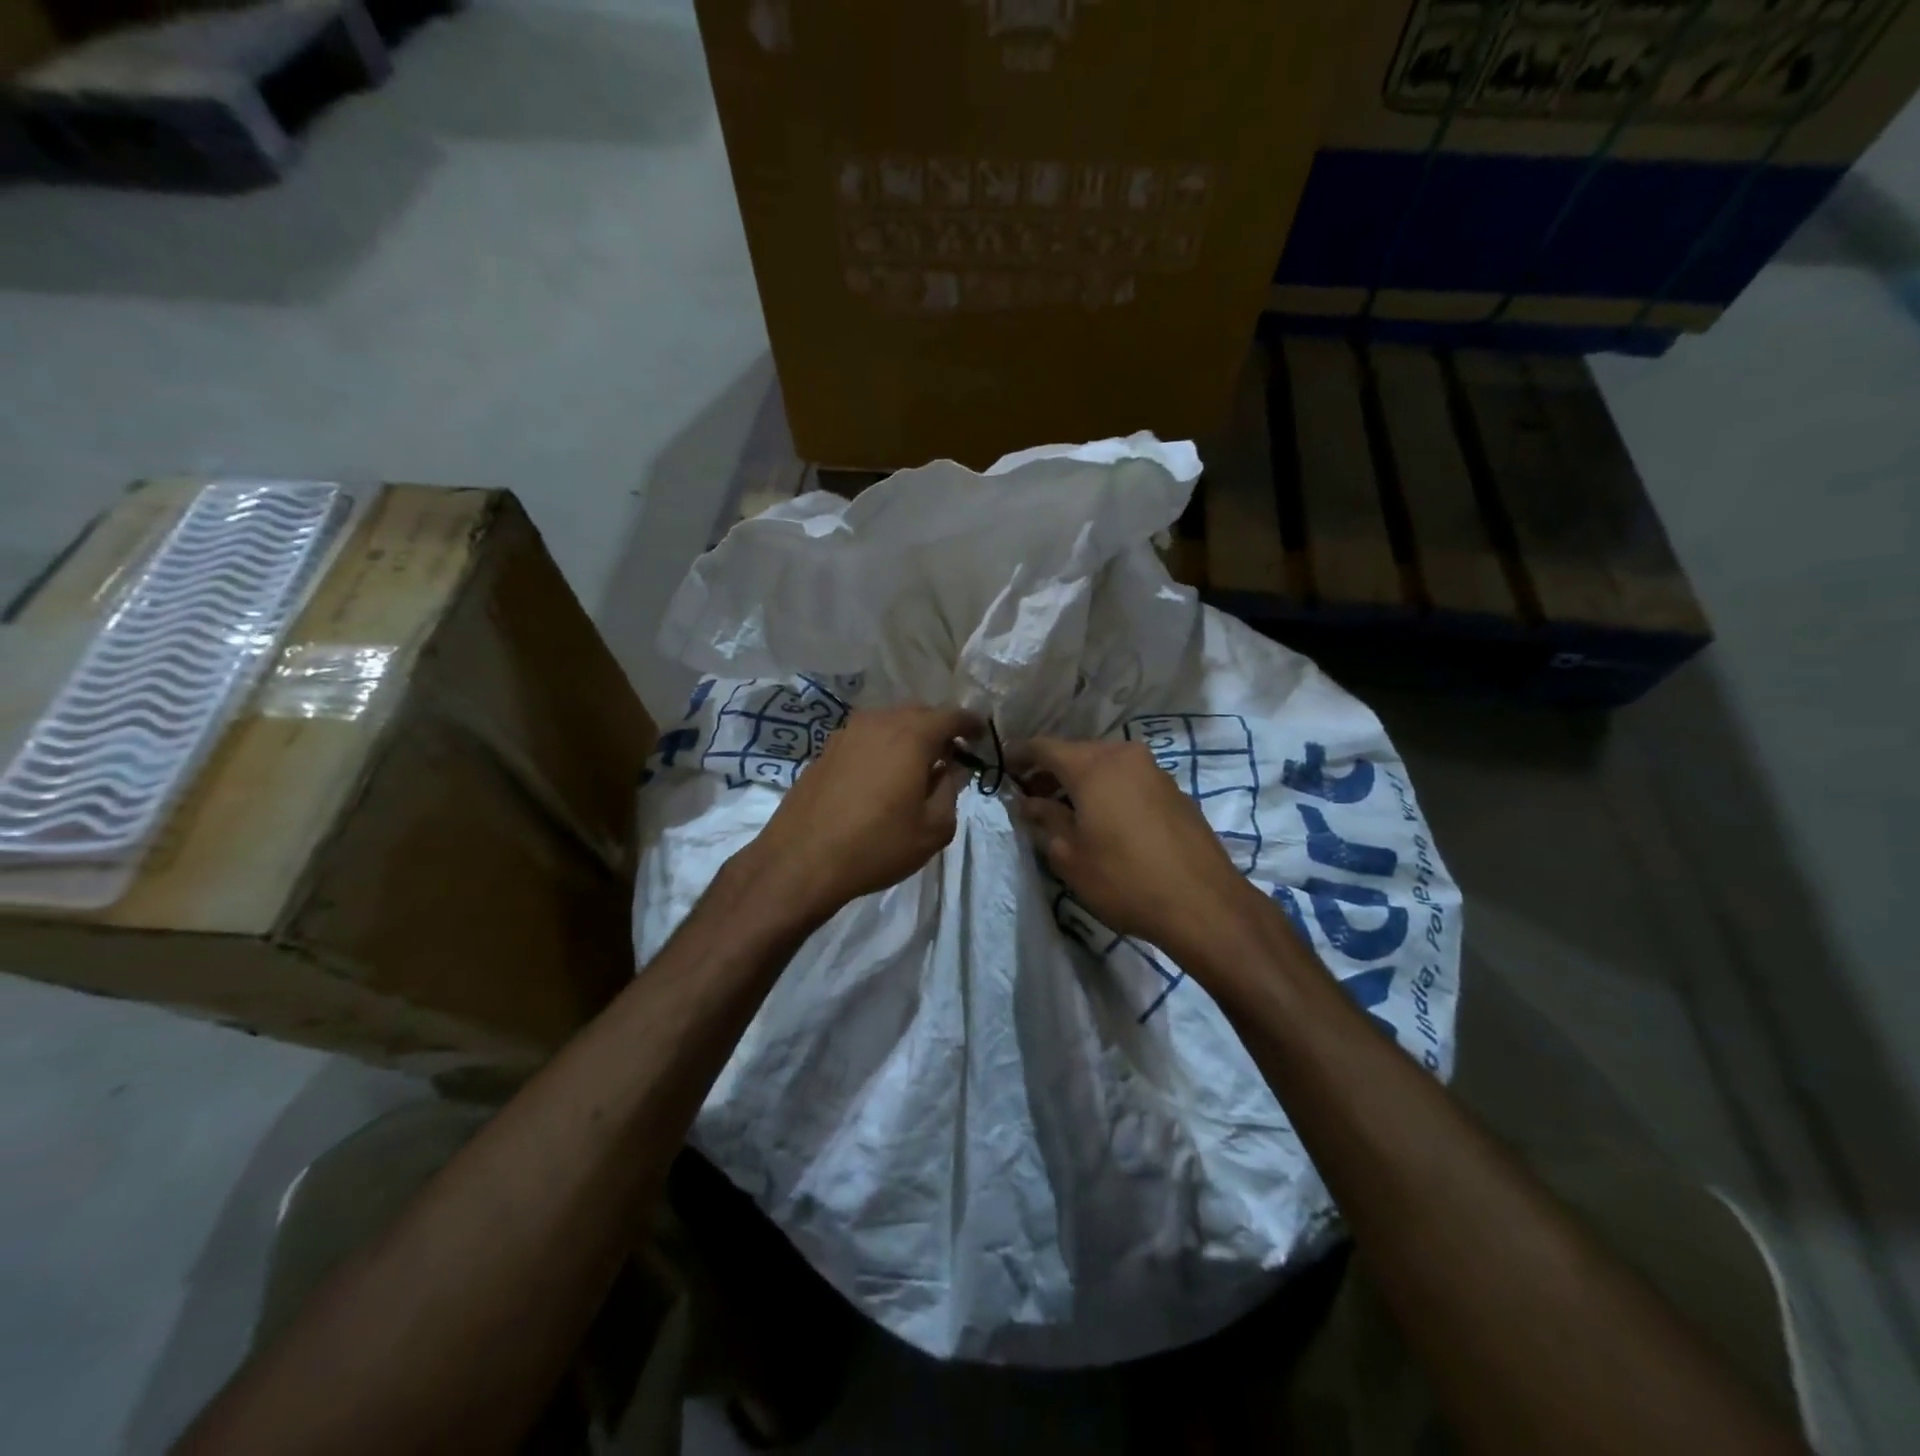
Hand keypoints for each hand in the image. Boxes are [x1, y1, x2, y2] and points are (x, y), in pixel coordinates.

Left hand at [740, 704, 983, 927]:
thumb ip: (950, 791)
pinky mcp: (825, 749)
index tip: (979, 735)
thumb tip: (950, 771)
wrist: (801, 860)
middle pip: (918, 713)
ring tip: (915, 766)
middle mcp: (879, 722)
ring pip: (888, 722)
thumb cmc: (876, 845)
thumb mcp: (933, 830)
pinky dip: (881, 746)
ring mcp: (846, 733)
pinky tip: (881, 775)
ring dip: (907, 736)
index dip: (969, 724)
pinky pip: (865, 737)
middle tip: (950, 753)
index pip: (951, 716)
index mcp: (911, 736)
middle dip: (938, 728)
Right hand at [1011, 737, 1263, 961]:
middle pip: (1077, 753)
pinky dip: (1108, 791)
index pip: (1044, 746)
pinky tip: (1103, 821)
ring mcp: (1154, 772)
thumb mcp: (1070, 855)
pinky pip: (1129, 781)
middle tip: (1030, 798)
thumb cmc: (1124, 879)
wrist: (1203, 904)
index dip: (1019, 755)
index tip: (1002, 768)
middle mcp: (1125, 756)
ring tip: (1065, 813)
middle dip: (1050, 772)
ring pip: (1105, 767)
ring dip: (1080, 783)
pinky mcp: (1174, 791)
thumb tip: (1028, 802)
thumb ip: (1046, 819)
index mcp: (1093, 765)